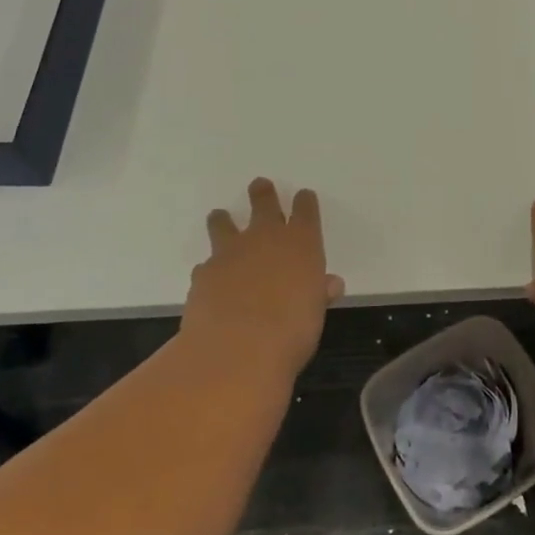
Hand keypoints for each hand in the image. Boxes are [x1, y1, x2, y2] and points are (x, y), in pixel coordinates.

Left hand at [181, 179, 343, 384]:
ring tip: (220, 216)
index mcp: (301, 242)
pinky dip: (210, 268)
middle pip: (264, 204)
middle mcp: (265, 238)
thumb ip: (319, 293)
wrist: (237, 348)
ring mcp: (230, 253)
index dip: (305, 202)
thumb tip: (330, 284)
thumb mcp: (316, 312)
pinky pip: (206, 264)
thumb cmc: (292, 331)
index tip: (304, 197)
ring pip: (224, 224)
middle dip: (263, 194)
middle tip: (260, 185)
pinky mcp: (203, 274)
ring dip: (223, 220)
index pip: (305, 210)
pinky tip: (211, 279)